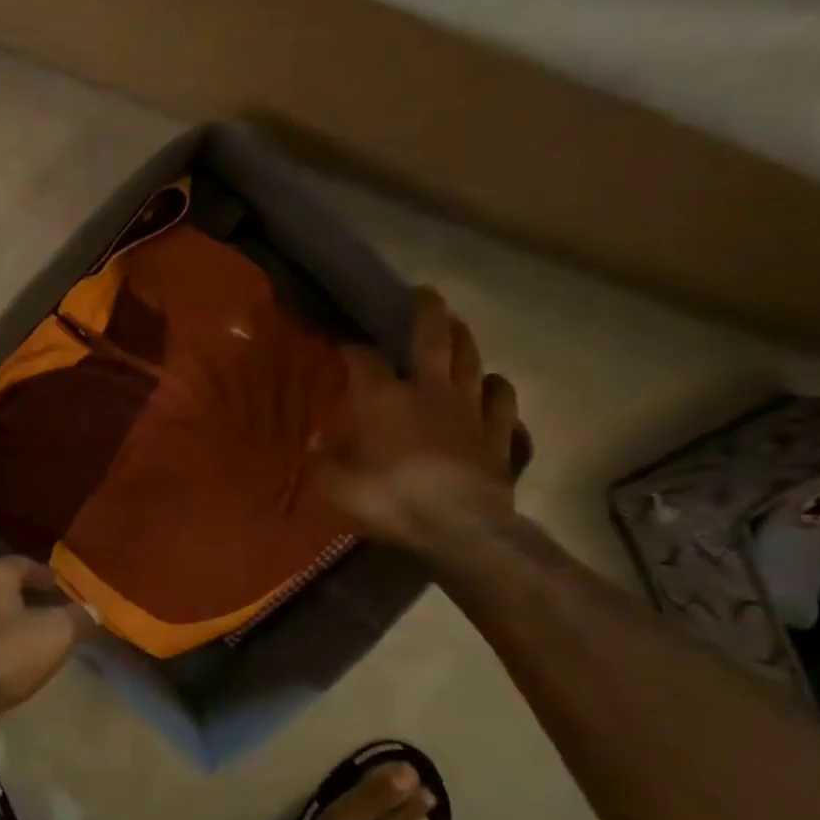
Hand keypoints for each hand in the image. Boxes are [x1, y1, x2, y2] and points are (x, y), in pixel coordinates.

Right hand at [317, 288, 524, 552]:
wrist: (458, 525)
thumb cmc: (390, 498)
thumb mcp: (337, 485)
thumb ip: (326, 459)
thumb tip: (317, 440)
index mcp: (384, 398)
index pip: (365, 360)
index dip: (353, 349)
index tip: (345, 345)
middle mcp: (429, 391)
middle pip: (433, 339)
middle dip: (426, 313)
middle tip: (424, 294)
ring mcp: (469, 410)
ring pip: (471, 362)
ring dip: (464, 341)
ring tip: (458, 327)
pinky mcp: (497, 435)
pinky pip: (502, 403)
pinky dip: (497, 390)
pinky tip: (492, 386)